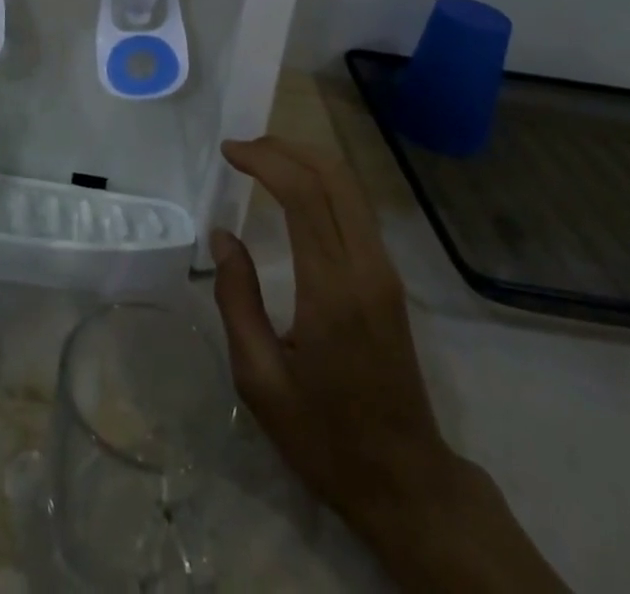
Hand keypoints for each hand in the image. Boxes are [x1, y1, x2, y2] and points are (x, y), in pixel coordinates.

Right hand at [210, 137, 567, 591]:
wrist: (406, 481)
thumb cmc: (324, 437)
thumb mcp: (260, 381)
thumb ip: (237, 301)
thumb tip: (223, 236)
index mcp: (332, 290)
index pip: (303, 195)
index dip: (264, 160)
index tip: (229, 151)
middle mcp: (366, 267)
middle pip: (333, 176)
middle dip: (285, 148)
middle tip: (242, 148)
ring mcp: (385, 270)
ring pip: (350, 187)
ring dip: (306, 160)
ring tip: (262, 159)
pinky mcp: (389, 278)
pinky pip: (356, 208)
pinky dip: (322, 182)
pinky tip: (295, 189)